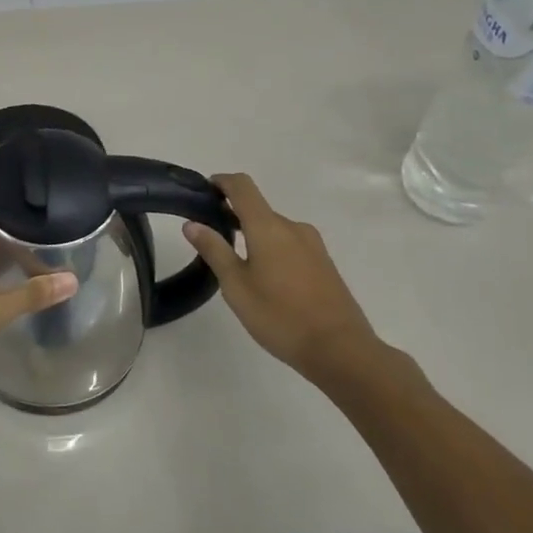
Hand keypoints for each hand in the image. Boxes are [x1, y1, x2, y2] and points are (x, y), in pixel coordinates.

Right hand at [183, 173, 382, 380]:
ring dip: (253, 233)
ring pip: (274, 227)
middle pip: (258, 207)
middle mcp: (292, 227)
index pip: (242, 186)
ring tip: (236, 262)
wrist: (341, 350)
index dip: (221, 182)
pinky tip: (265, 277)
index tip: (203, 191)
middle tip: (210, 237)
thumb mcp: (236, 286)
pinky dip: (271, 247)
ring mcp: (312, 244)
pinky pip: (290, 243)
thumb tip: (192, 224)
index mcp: (268, 227)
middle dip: (233, 214)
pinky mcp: (323, 262)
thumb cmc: (280, 316)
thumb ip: (214, 250)